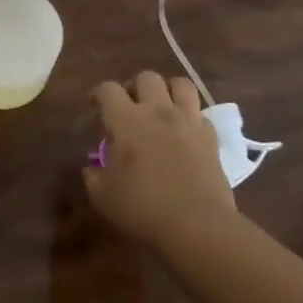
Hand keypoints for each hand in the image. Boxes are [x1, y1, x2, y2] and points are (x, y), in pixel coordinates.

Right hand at [83, 71, 234, 246]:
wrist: (197, 225)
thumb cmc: (143, 207)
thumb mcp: (103, 195)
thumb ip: (93, 175)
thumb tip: (92, 167)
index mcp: (127, 120)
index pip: (107, 89)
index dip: (97, 94)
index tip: (94, 106)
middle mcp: (158, 112)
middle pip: (146, 77)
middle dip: (134, 87)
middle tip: (129, 107)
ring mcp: (188, 122)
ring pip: (181, 84)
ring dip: (168, 91)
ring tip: (161, 108)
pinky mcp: (211, 138)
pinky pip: (200, 114)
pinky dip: (190, 117)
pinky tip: (183, 132)